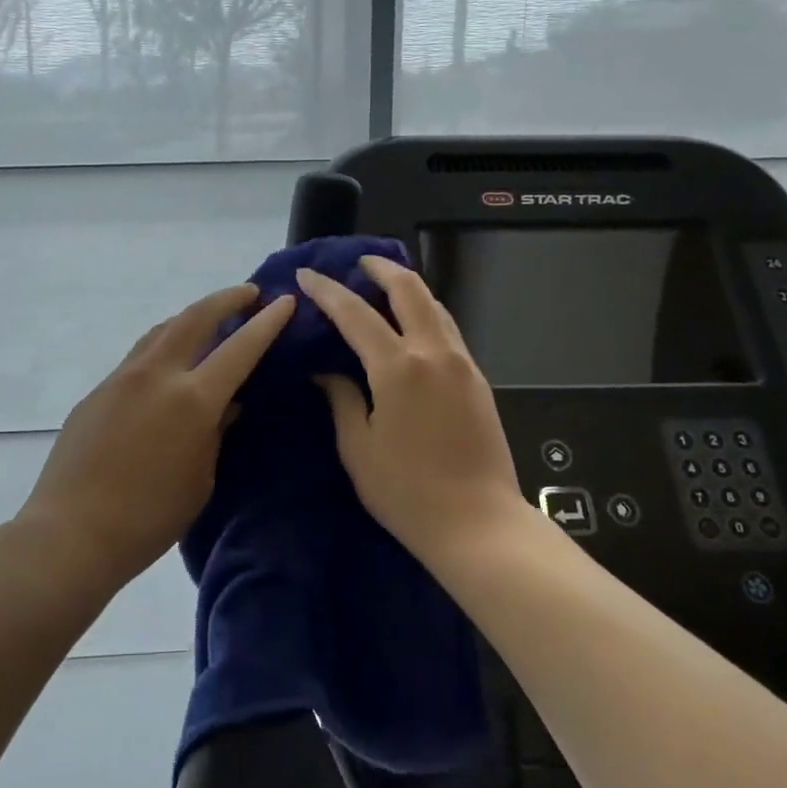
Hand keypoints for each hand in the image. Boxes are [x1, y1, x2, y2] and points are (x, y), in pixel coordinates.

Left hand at [18, 283, 296, 588]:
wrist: (71, 532)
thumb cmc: (149, 518)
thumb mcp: (200, 478)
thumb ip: (216, 432)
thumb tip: (227, 404)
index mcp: (193, 399)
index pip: (240, 348)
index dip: (266, 323)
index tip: (283, 302)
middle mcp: (158, 374)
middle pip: (195, 317)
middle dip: (226, 299)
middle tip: (248, 294)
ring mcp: (123, 377)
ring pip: (162, 329)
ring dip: (191, 317)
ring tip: (209, 319)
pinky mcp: (98, 390)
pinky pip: (139, 354)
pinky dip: (164, 344)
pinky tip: (168, 361)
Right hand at [298, 256, 526, 564]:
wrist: (478, 524)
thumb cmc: (407, 491)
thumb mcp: (358, 448)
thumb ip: (342, 399)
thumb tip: (327, 372)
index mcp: (398, 367)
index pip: (356, 314)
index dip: (328, 291)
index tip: (308, 275)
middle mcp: (434, 353)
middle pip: (410, 290)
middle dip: (382, 269)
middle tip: (359, 263)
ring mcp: (462, 364)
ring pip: (436, 306)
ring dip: (408, 289)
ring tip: (384, 288)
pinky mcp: (479, 380)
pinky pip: (448, 330)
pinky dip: (426, 314)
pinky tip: (412, 327)